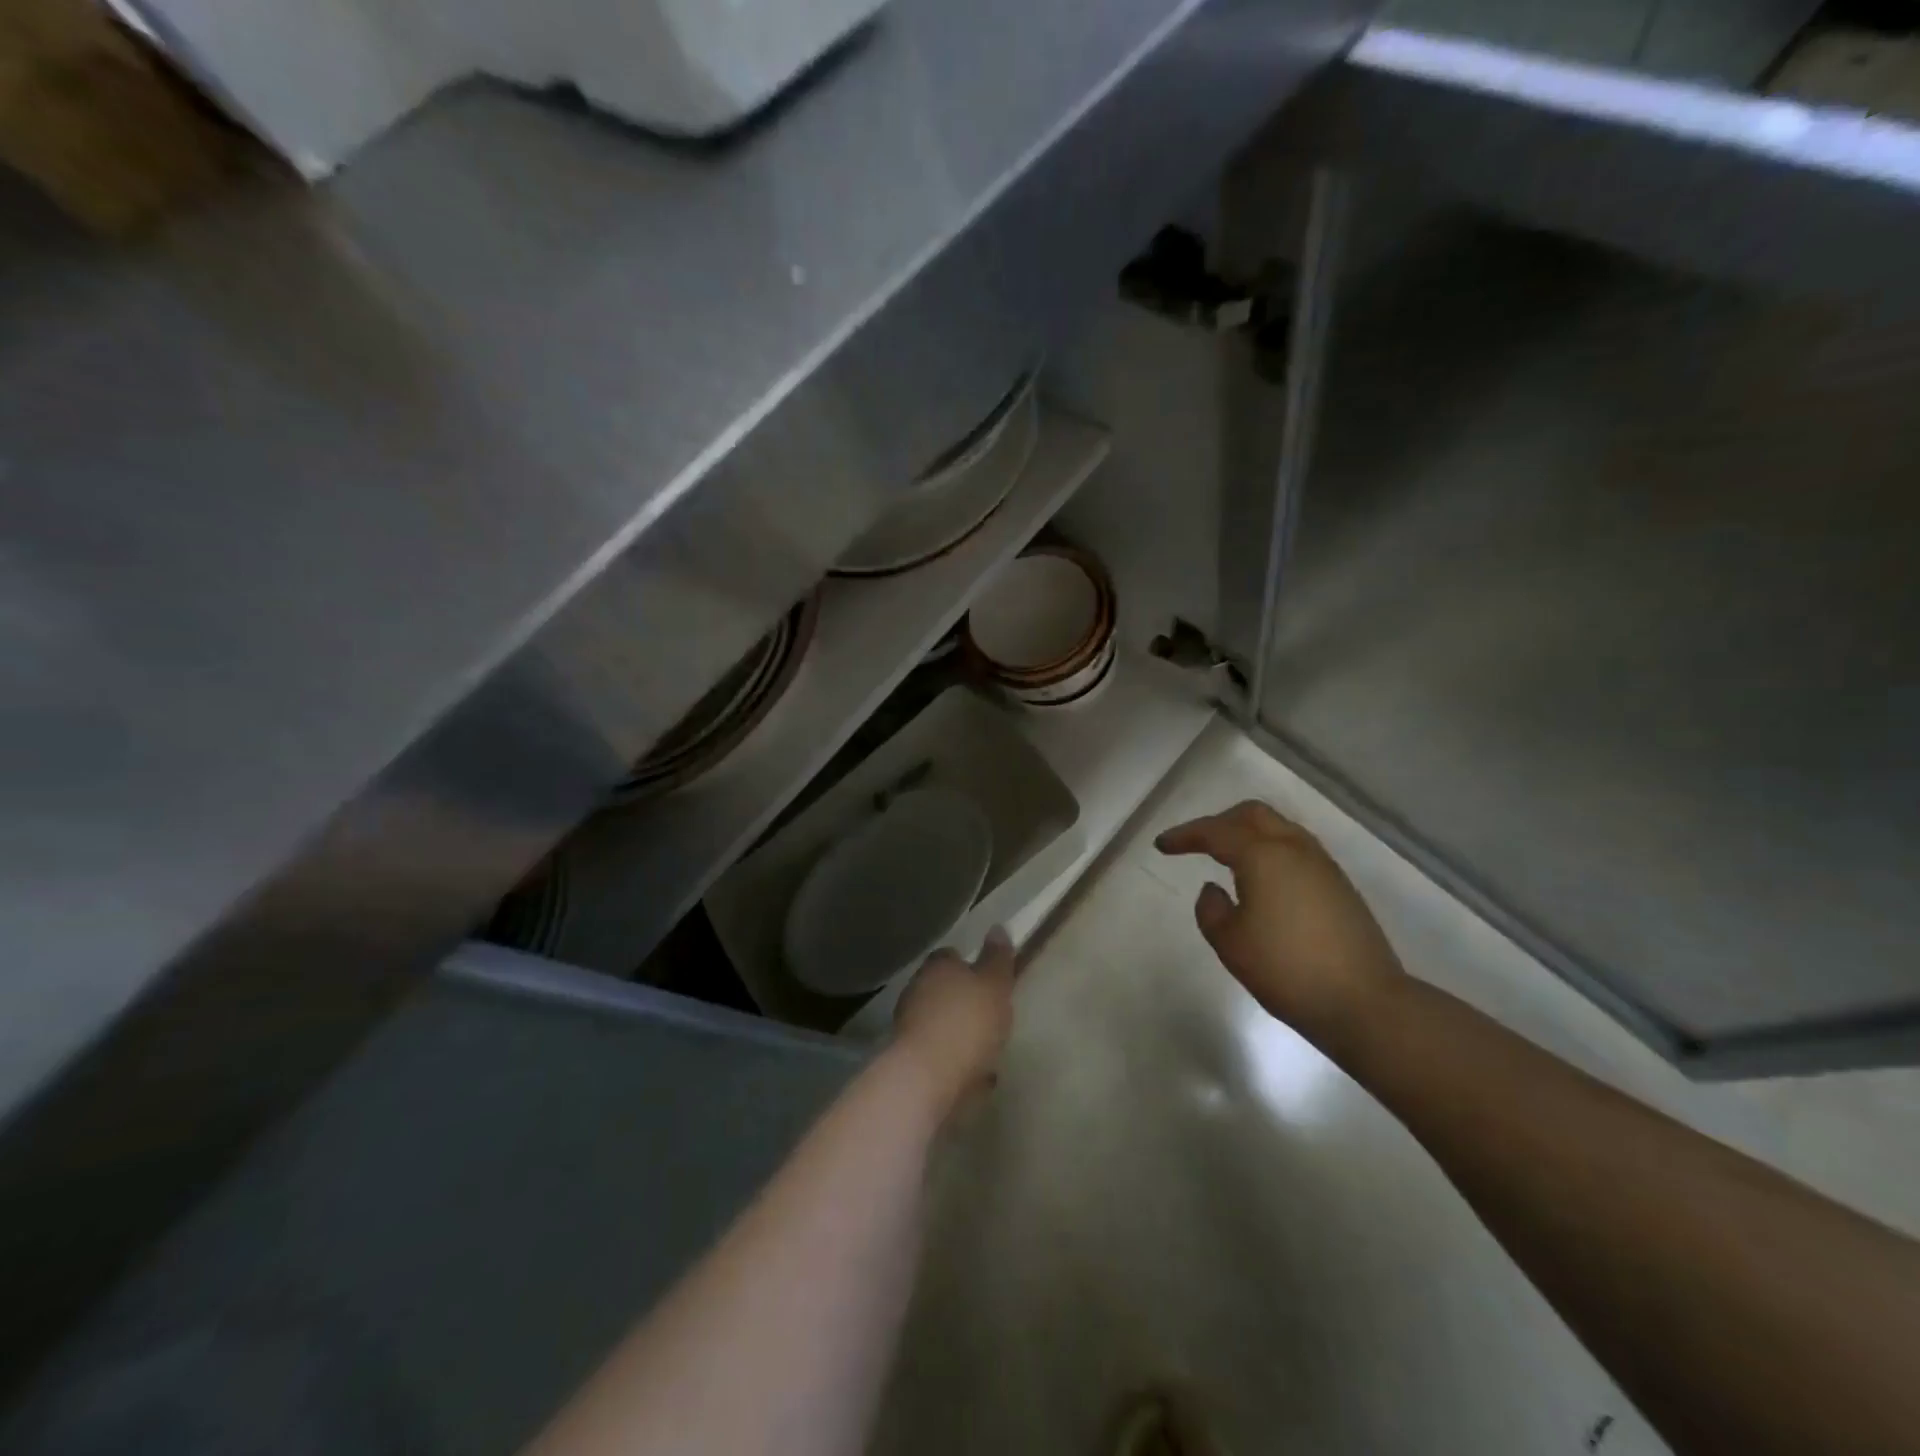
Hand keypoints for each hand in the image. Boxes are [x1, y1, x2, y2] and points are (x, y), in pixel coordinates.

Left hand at [891, 927, 1016, 1111]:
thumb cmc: (966, 1022)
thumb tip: (998, 928)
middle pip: (942, 988)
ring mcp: (909, 1026)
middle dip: (963, 999)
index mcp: (937, 967)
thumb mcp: (994, 985)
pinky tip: (976, 1074)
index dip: (969, 965)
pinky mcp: (909, 1060)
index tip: (987, 978)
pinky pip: (939, 1052)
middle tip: (990, 1012)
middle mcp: (917, 990)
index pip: (950, 956)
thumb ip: (998, 959)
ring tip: (987, 1046)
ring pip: (939, 1021)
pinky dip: (955, 1057)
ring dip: (958, 1030)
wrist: (927, 1078)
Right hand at [1156, 800, 1406, 1050]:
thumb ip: (1210, 909)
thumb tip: (1215, 888)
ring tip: (1227, 857)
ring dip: (1248, 833)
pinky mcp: (1340, 885)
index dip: (1185, 835)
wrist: (1365, 1002)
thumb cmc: (1287, 970)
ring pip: (1279, 828)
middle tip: (1196, 843)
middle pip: (1252, 814)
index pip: (1215, 832)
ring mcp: (1323, 865)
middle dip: (1219, 822)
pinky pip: (1296, 848)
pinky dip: (1270, 849)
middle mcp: (1295, 849)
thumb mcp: (1230, 943)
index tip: (1161, 845)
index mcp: (1263, 855)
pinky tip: (1262, 878)